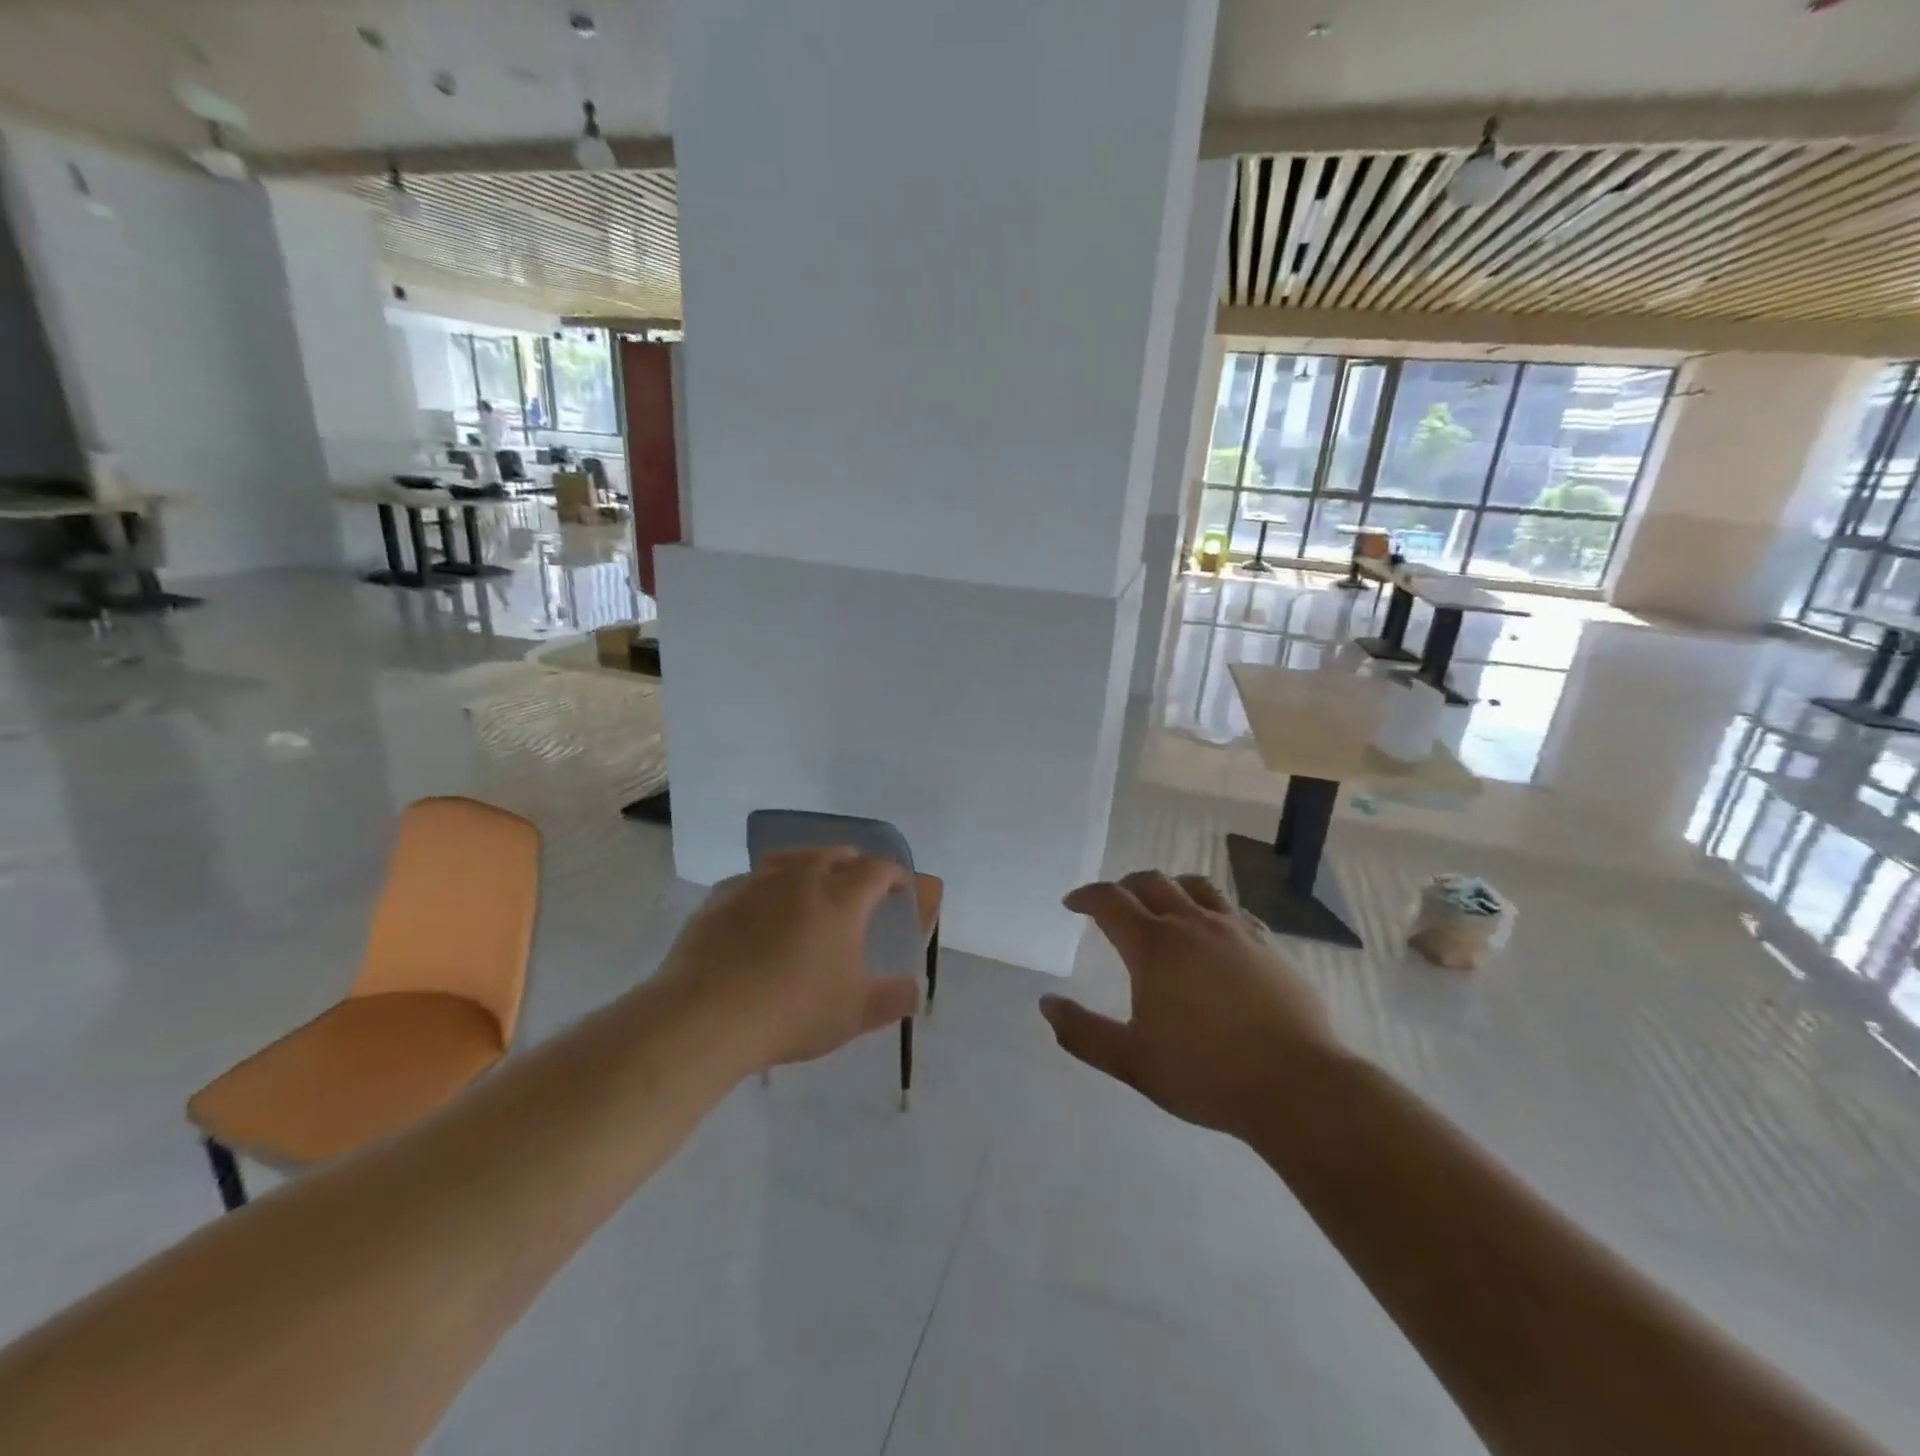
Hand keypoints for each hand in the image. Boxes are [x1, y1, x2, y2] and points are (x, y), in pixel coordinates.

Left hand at [654, 848, 920, 1075]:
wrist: (706, 1017)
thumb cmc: (793, 1011)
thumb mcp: (856, 1013)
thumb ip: (895, 998)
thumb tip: (916, 990)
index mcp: (841, 897)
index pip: (878, 869)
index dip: (895, 875)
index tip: (901, 888)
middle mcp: (801, 877)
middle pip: (835, 854)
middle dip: (854, 865)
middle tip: (859, 888)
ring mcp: (757, 882)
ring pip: (792, 859)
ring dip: (810, 868)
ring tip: (812, 889)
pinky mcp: (720, 897)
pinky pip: (753, 880)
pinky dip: (768, 888)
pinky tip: (761, 912)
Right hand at [1041, 871, 1340, 1137]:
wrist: (1298, 1087)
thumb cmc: (1206, 1074)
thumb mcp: (1131, 1062)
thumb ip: (1083, 1032)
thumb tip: (1046, 1003)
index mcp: (1154, 946)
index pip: (1110, 901)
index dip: (1086, 896)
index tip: (1072, 903)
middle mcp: (1192, 924)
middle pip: (1151, 882)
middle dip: (1124, 886)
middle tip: (1112, 904)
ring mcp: (1235, 929)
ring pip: (1195, 886)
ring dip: (1169, 888)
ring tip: (1161, 905)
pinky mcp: (1268, 943)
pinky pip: (1231, 908)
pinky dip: (1208, 907)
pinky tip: (1212, 930)